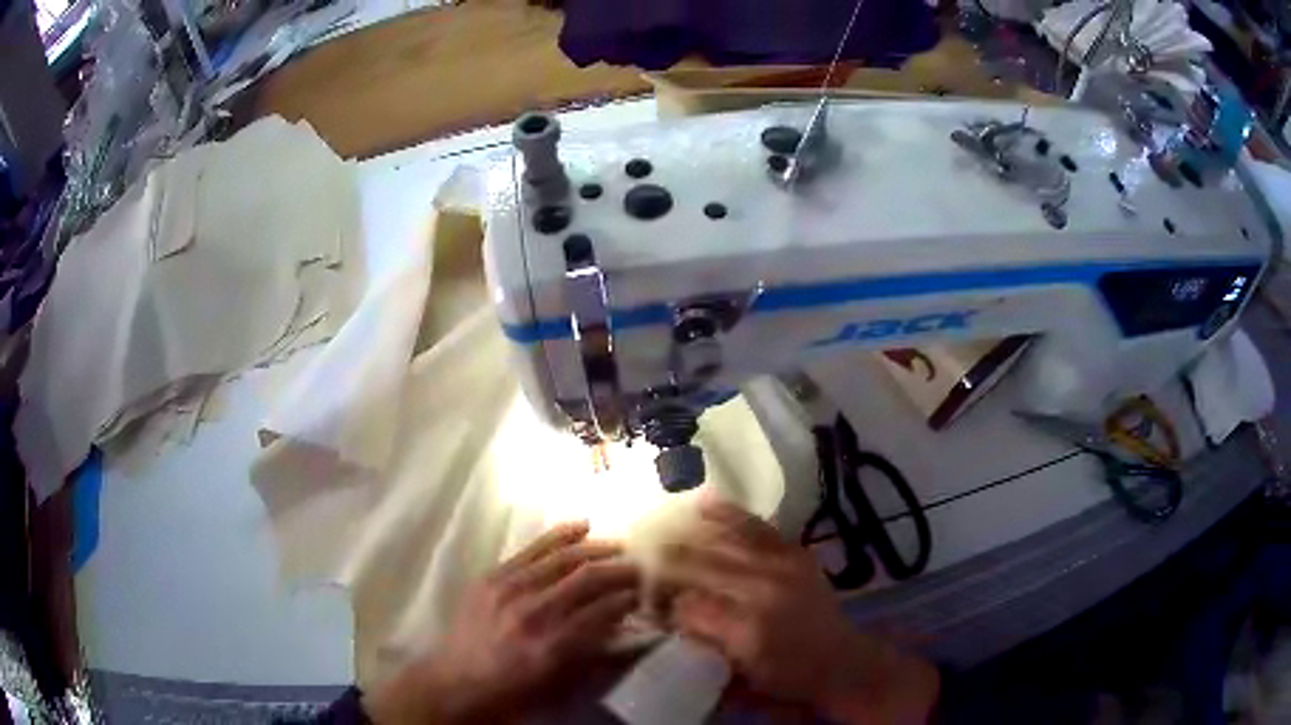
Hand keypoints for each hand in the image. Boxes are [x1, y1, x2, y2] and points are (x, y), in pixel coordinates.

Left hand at [364, 521, 640, 723]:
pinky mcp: (491, 577)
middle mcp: (532, 613)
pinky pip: (531, 549)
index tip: (644, 594)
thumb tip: (625, 625)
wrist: (455, 682)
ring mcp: (508, 590)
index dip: (629, 599)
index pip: (603, 611)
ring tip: (618, 547)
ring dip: (596, 549)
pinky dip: (560, 535)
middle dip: (620, 571)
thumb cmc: (512, 692)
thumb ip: (594, 655)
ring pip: (563, 558)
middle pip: (587, 579)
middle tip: (639, 569)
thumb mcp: (559, 687)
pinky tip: (582, 526)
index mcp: (552, 647)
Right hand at [661, 501, 938, 723]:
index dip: (662, 601)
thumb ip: (702, 642)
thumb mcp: (738, 676)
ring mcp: (783, 566)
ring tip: (661, 525)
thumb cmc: (786, 679)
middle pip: (701, 565)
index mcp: (747, 629)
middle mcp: (763, 590)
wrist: (841, 663)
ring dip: (689, 532)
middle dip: (666, 560)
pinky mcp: (795, 553)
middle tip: (639, 556)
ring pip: (725, 539)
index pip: (687, 605)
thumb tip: (669, 615)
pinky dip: (728, 515)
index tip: (644, 598)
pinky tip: (703, 503)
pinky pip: (756, 527)